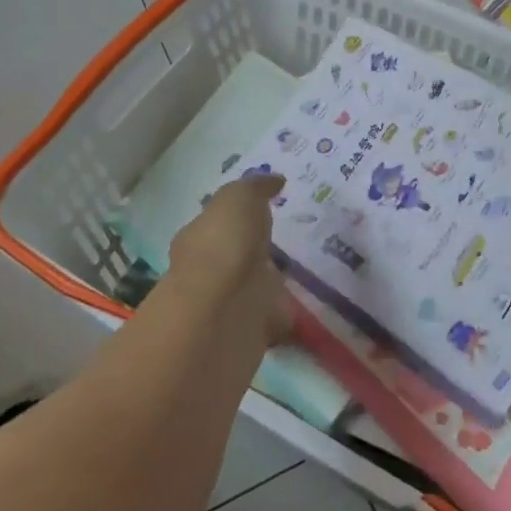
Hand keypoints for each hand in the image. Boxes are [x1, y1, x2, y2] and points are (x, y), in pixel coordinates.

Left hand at [165, 173, 291, 348]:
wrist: (227, 307)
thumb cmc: (225, 244)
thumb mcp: (238, 198)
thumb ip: (255, 187)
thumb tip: (275, 180)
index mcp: (200, 238)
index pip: (217, 225)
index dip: (238, 218)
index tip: (266, 210)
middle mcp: (210, 272)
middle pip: (237, 258)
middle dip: (257, 252)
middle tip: (290, 241)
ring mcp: (232, 303)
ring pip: (257, 288)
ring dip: (273, 283)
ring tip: (307, 271)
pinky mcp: (256, 330)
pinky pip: (277, 316)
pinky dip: (289, 312)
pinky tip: (311, 304)